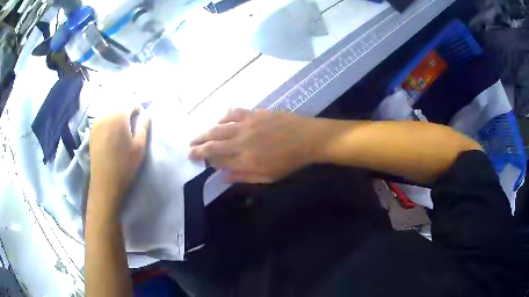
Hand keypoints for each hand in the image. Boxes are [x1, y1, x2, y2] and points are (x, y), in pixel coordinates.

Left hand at [88, 108, 149, 216]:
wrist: (105, 183)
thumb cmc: (124, 165)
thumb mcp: (139, 146)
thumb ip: (143, 126)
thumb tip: (146, 113)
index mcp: (118, 116)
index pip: (131, 102)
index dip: (139, 109)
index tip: (141, 121)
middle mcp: (105, 114)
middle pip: (120, 105)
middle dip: (128, 112)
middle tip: (132, 127)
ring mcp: (96, 122)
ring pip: (111, 111)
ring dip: (118, 117)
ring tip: (122, 132)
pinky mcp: (92, 131)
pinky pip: (103, 119)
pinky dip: (110, 122)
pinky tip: (112, 136)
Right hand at [190, 109, 320, 182]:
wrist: (308, 138)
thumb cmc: (290, 162)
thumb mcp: (268, 177)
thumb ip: (244, 176)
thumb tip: (224, 176)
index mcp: (245, 159)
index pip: (216, 157)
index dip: (202, 157)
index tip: (192, 156)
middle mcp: (242, 140)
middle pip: (213, 141)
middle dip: (197, 144)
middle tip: (188, 146)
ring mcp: (247, 124)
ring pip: (219, 126)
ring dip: (205, 131)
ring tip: (197, 134)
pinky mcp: (255, 113)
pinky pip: (234, 113)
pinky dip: (223, 117)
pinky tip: (219, 120)